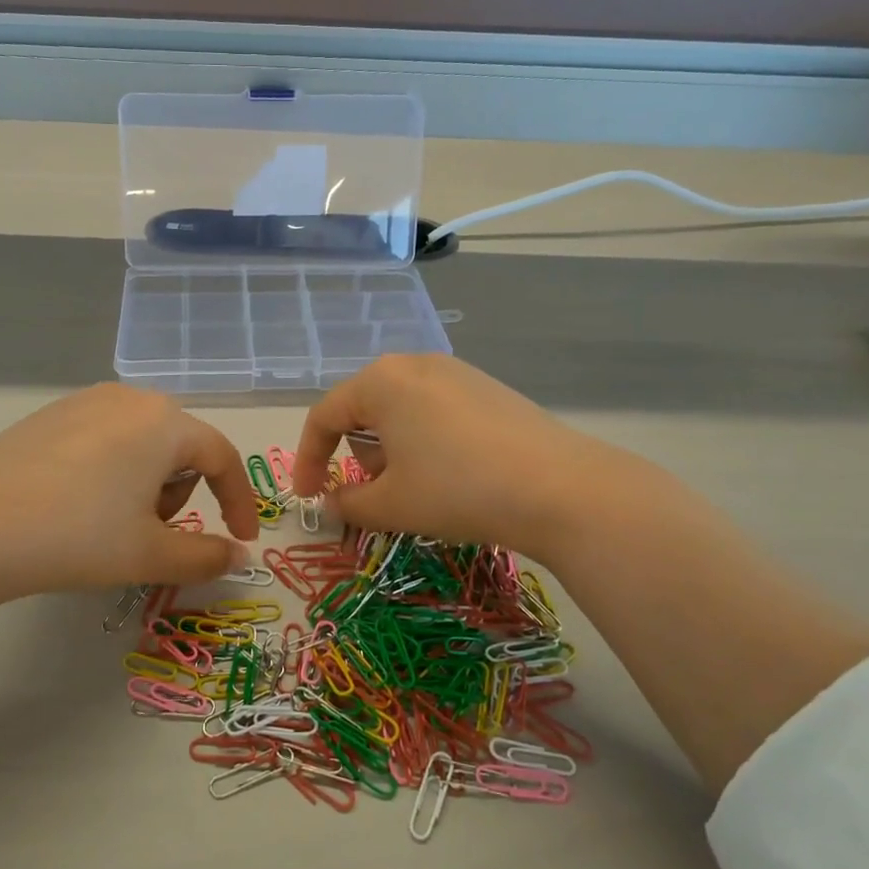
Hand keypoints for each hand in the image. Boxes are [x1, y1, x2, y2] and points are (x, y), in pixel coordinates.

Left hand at [0, 384, 259, 616]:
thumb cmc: (76, 537)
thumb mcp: (150, 554)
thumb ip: (206, 556)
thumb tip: (237, 555)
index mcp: (164, 422)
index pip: (222, 458)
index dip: (239, 501)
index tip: (241, 538)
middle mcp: (130, 398)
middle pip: (182, 447)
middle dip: (182, 492)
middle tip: (153, 534)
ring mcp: (85, 401)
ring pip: (143, 441)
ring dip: (147, 482)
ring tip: (112, 521)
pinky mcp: (50, 414)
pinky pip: (105, 438)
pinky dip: (112, 470)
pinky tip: (77, 503)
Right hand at [291, 355, 671, 567]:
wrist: (560, 488)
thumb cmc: (457, 490)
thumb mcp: (391, 505)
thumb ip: (347, 503)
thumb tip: (330, 503)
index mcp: (381, 381)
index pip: (324, 416)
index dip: (308, 460)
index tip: (310, 498)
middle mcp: (414, 364)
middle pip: (363, 409)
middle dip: (357, 455)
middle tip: (375, 496)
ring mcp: (456, 372)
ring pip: (400, 410)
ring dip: (392, 449)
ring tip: (418, 488)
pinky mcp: (487, 387)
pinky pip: (435, 410)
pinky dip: (425, 441)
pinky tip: (454, 473)